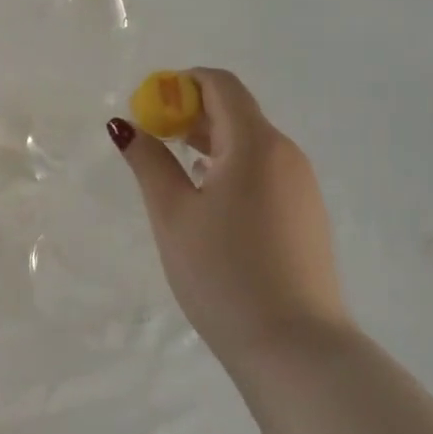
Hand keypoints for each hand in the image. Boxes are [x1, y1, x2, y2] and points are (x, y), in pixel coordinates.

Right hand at [109, 68, 348, 363]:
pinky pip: (264, 170)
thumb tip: (126, 125)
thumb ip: (148, 161)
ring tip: (174, 170)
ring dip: (210, 141)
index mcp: (255, 144)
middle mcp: (286, 154)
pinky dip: (231, 166)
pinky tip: (208, 200)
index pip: (220, 84)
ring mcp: (302, 186)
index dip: (181, 84)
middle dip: (191, 113)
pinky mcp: (306, 214)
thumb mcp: (172, 214)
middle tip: (152, 139)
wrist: (296, 349)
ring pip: (250, 142)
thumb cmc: (223, 273)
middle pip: (236, 110)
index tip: (149, 107)